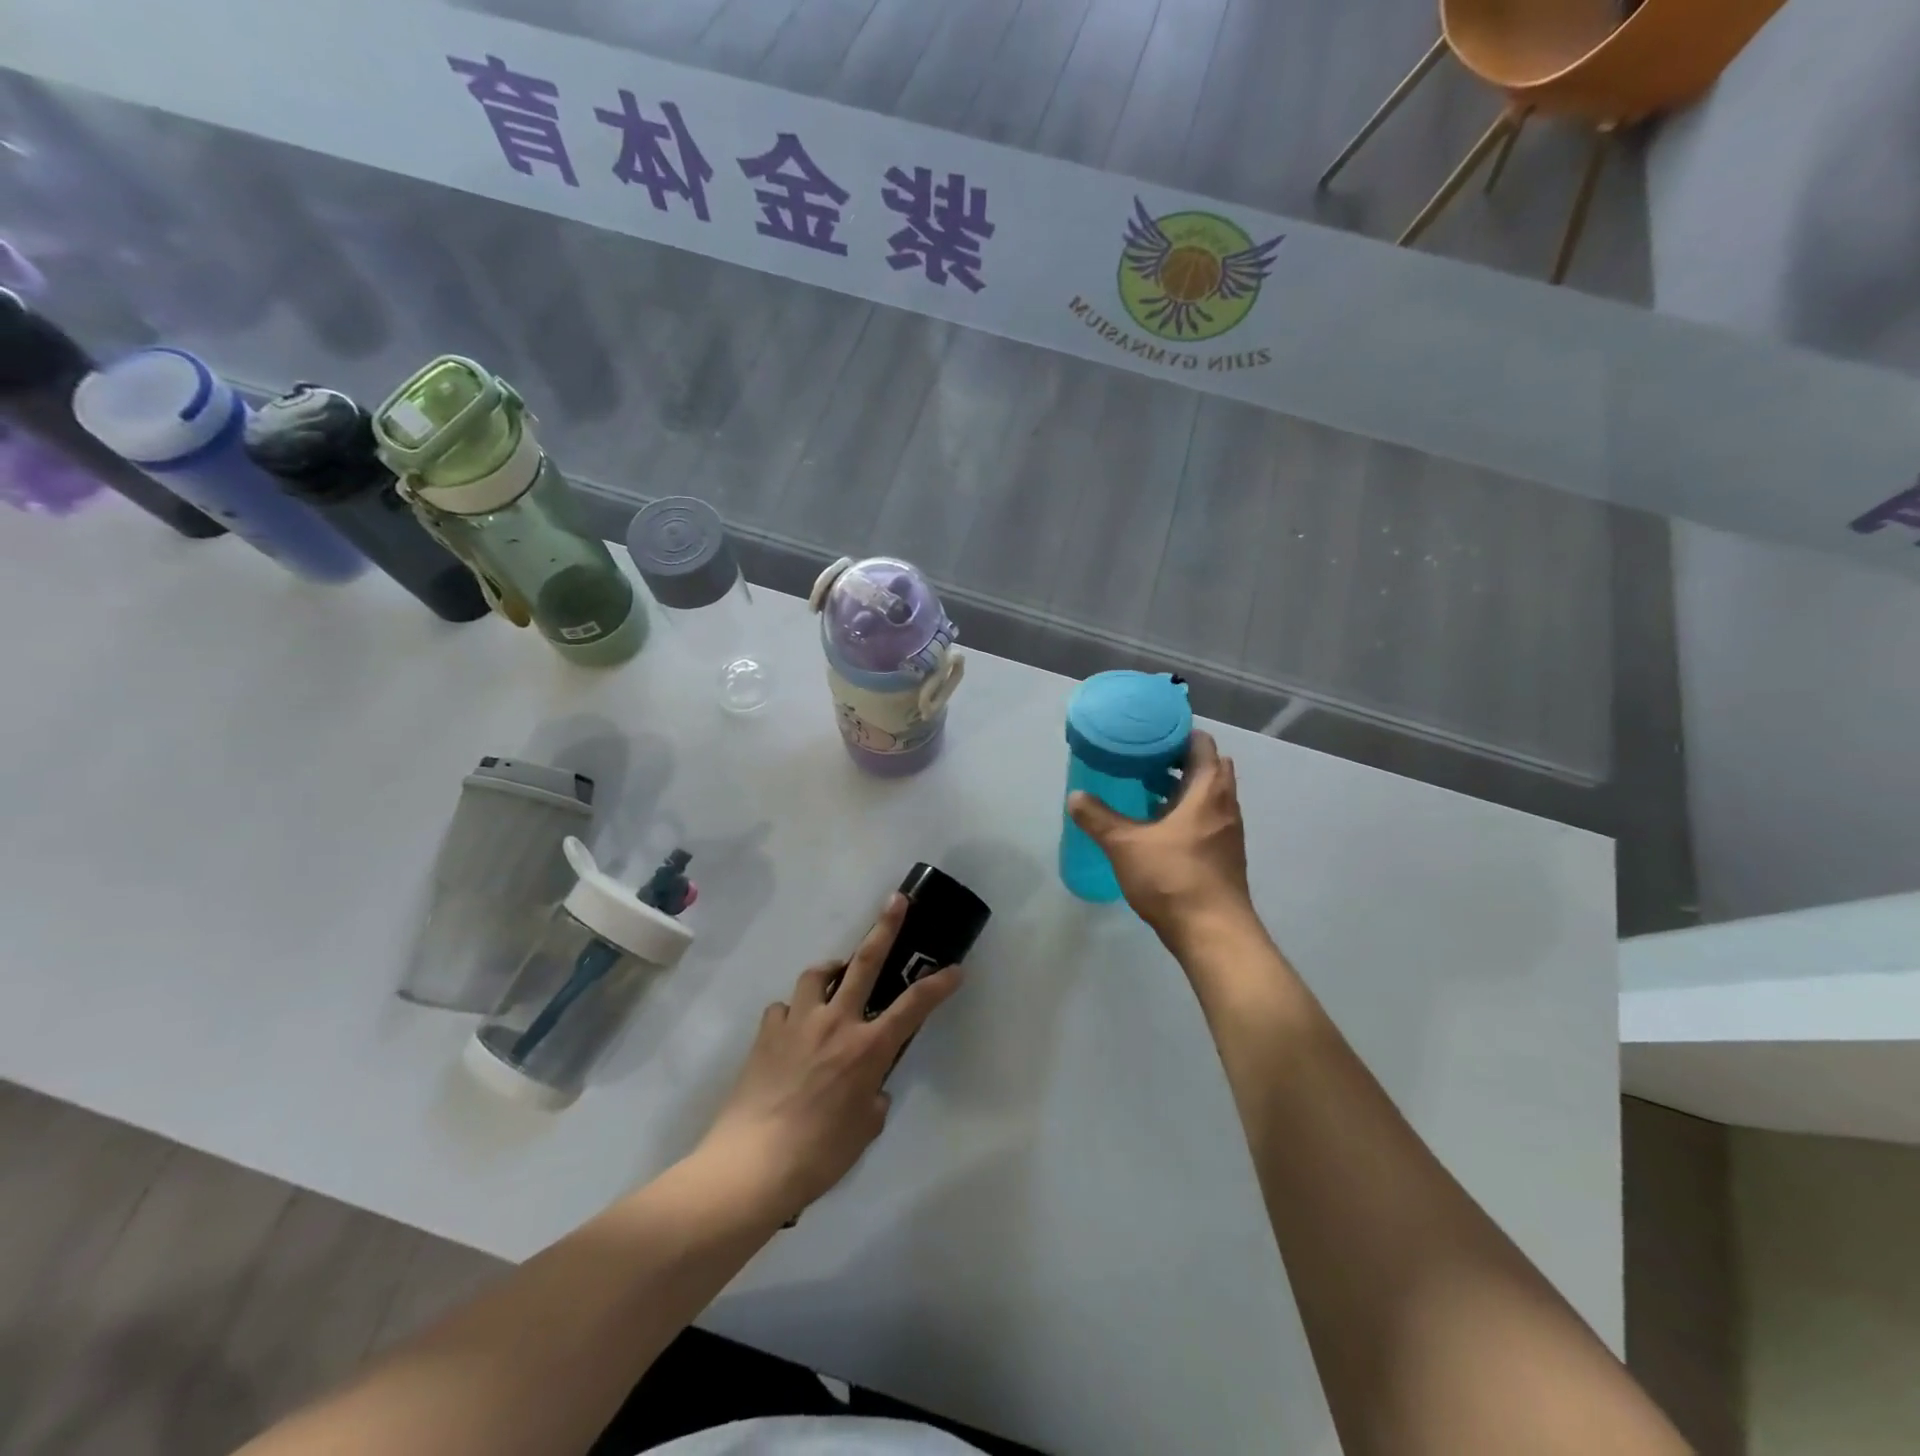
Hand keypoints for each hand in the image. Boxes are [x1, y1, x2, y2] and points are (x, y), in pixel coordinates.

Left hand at [694, 893, 963, 1221]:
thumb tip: (869, 1089)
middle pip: (864, 962)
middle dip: (885, 927)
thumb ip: (872, 1100)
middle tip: (896, 900)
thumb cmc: (818, 1155)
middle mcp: (836, 1023)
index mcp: (867, 1048)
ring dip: (830, 970)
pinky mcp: (766, 1033)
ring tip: (834, 977)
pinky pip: (783, 1009)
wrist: (752, 1164)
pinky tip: (792, 1031)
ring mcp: (798, 1023)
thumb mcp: (863, 1132)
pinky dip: (793, 1013)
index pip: (913, 1007)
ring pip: (816, 975)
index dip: (938, 985)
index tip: (955, 969)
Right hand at [1068, 730, 1255, 949]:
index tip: (1148, 734)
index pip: (1202, 744)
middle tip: (1143, 761)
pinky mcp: (1223, 855)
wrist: (1213, 933)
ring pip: (1207, 796)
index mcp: (1208, 790)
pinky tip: (1156, 829)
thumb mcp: (1126, 845)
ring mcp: (1227, 832)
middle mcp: (1225, 805)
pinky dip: (1185, 814)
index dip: (1178, 734)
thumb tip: (1075, 796)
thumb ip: (1098, 818)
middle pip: (1208, 768)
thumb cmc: (1174, 878)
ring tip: (1143, 791)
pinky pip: (1206, 819)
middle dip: (1178, 761)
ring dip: (1181, 789)